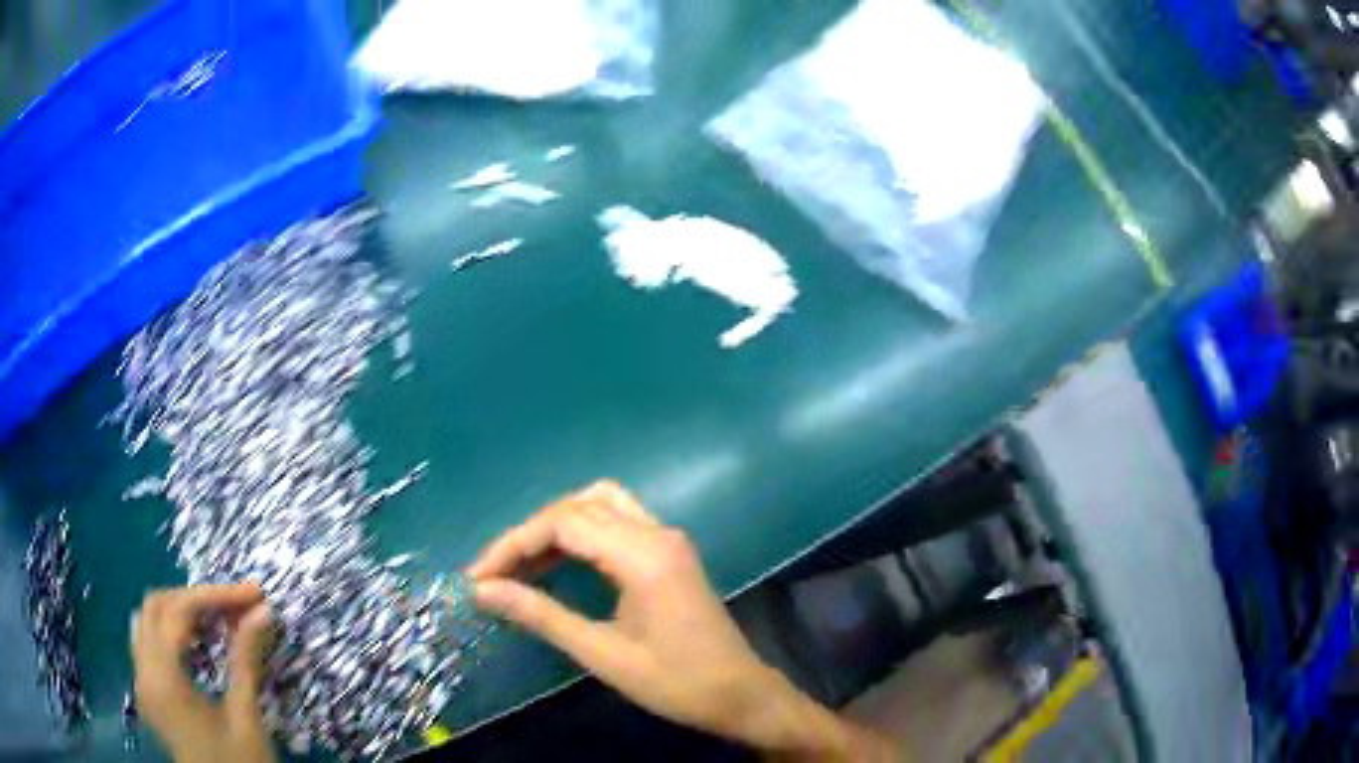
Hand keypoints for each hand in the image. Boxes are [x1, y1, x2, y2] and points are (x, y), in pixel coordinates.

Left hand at [132, 584, 276, 762]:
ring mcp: (142, 682)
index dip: (215, 596)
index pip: (179, 612)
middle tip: (237, 607)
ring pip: (148, 620)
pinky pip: (148, 643)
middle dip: (196, 599)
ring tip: (218, 620)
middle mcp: (143, 672)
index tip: (254, 595)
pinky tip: (196, 644)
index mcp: (164, 678)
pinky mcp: (148, 694)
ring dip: (180, 612)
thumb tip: (263, 611)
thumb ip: (246, 662)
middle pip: (157, 606)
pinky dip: (170, 631)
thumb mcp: (246, 720)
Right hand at [469, 481, 895, 760]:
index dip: (513, 544)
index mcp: (644, 555)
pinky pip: (617, 522)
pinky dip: (581, 533)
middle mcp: (657, 533)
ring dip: (555, 527)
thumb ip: (541, 615)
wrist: (740, 694)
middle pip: (578, 507)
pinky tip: (557, 563)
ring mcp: (667, 539)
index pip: (564, 523)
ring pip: (599, 505)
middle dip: (529, 535)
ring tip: (521, 565)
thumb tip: (483, 590)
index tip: (479, 577)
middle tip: (495, 573)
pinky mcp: (669, 552)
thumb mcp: (602, 654)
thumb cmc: (675, 682)